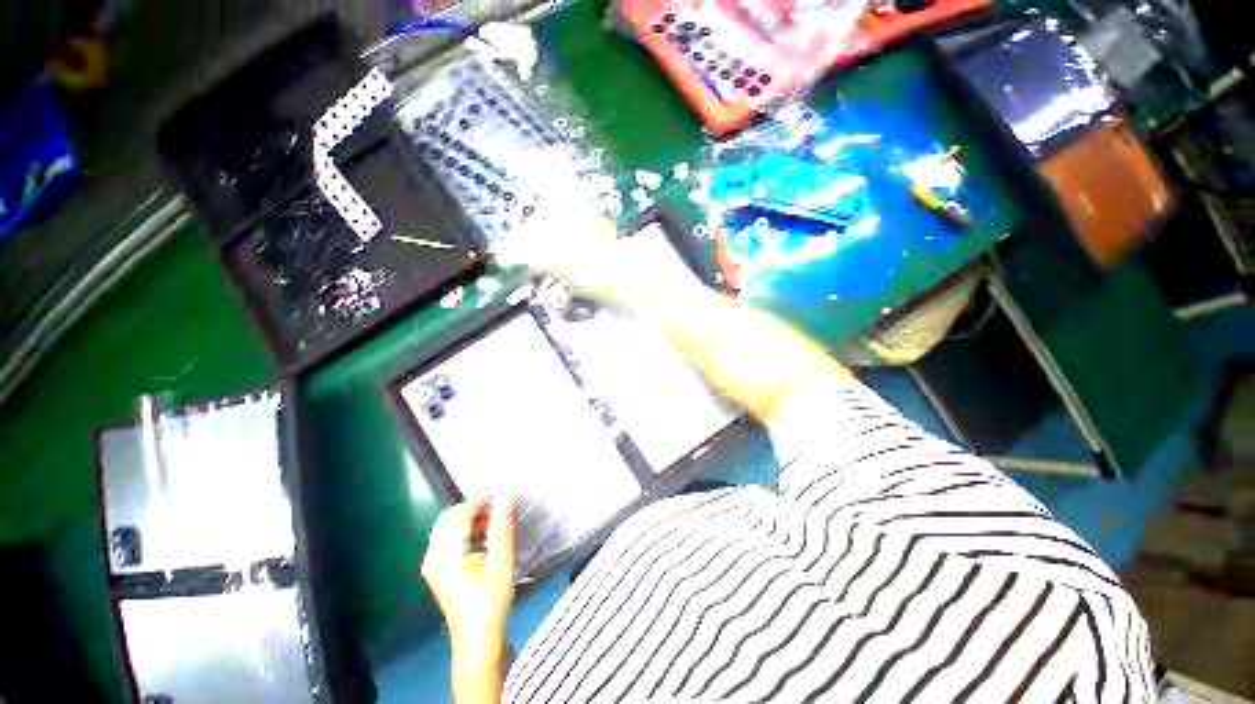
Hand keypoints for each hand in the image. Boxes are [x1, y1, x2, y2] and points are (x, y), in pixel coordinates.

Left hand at [421, 502, 515, 648]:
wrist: (477, 635)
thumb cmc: (490, 600)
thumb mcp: (502, 563)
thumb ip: (502, 530)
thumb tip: (504, 501)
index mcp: (446, 555)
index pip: (458, 515)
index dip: (479, 504)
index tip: (500, 505)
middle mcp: (432, 555)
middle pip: (448, 518)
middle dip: (472, 509)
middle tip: (496, 513)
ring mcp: (431, 562)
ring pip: (446, 526)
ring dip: (468, 519)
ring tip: (492, 524)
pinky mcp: (436, 567)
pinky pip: (446, 537)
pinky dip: (463, 530)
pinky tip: (481, 536)